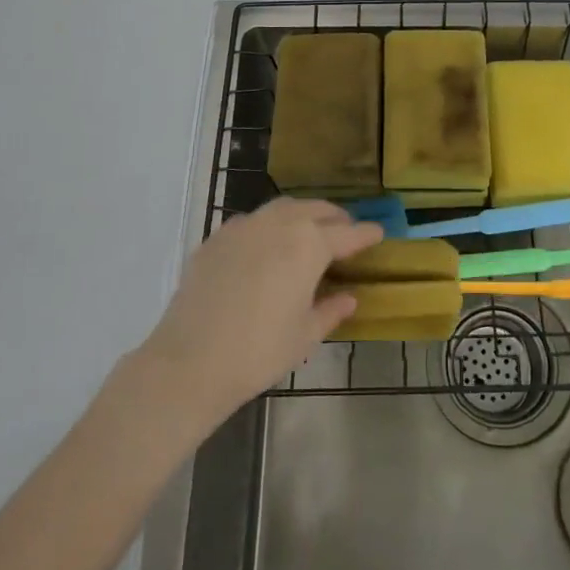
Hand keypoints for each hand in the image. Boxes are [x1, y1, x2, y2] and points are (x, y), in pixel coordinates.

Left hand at [134, 198, 380, 426]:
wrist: (190, 361)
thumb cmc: (259, 351)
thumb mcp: (305, 336)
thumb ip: (330, 310)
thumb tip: (348, 297)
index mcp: (309, 244)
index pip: (347, 233)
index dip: (366, 234)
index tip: (379, 232)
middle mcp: (279, 224)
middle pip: (315, 210)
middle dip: (335, 218)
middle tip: (346, 231)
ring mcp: (244, 226)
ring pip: (283, 208)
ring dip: (302, 215)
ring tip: (309, 231)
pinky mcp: (217, 238)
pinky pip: (252, 221)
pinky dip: (269, 226)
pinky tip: (267, 247)